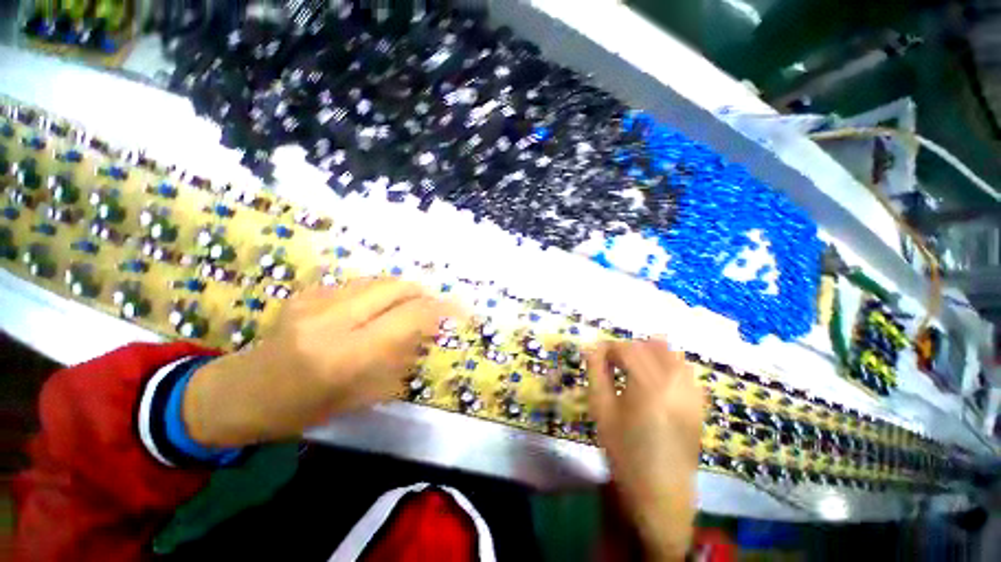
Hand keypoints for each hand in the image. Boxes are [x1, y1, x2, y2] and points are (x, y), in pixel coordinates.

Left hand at [183, 278, 459, 446]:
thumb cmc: (303, 408)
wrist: (240, 392)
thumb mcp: (361, 396)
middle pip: (397, 287)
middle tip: (434, 309)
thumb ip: (400, 359)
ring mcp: (316, 300)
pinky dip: (380, 293)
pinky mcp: (308, 291)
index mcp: (346, 355)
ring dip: (403, 292)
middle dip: (424, 295)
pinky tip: (376, 309)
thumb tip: (428, 332)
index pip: (409, 317)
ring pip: (380, 281)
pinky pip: (360, 284)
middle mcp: (332, 319)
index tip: (461, 310)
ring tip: (408, 309)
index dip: (441, 310)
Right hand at [587, 339, 704, 560]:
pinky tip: (656, 375)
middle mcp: (675, 382)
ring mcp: (692, 393)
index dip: (608, 347)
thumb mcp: (601, 409)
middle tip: (611, 362)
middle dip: (627, 348)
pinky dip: (668, 363)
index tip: (596, 355)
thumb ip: (596, 372)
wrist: (660, 493)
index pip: (627, 348)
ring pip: (671, 354)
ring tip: (633, 365)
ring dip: (649, 352)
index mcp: (648, 385)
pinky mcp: (699, 403)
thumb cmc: (624, 450)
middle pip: (649, 346)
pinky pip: (685, 369)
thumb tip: (592, 348)